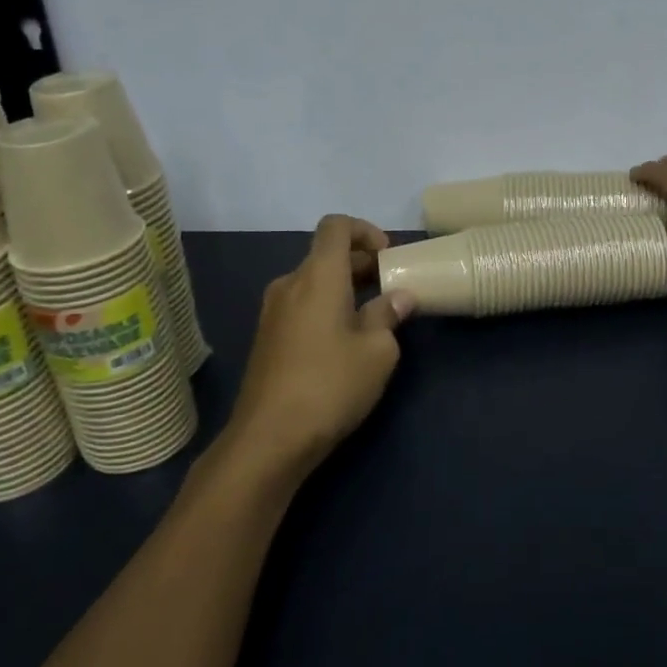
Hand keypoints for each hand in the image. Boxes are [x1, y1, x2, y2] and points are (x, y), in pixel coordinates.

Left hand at [221, 215, 415, 479]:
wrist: (269, 440)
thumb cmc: (331, 385)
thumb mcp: (378, 351)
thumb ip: (389, 315)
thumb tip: (399, 298)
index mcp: (318, 276)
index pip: (336, 226)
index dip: (365, 230)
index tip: (388, 256)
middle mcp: (290, 284)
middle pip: (326, 255)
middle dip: (361, 263)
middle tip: (391, 288)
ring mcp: (273, 312)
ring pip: (313, 282)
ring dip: (344, 288)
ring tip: (373, 318)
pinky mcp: (267, 339)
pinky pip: (301, 306)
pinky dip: (326, 308)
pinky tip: (345, 342)